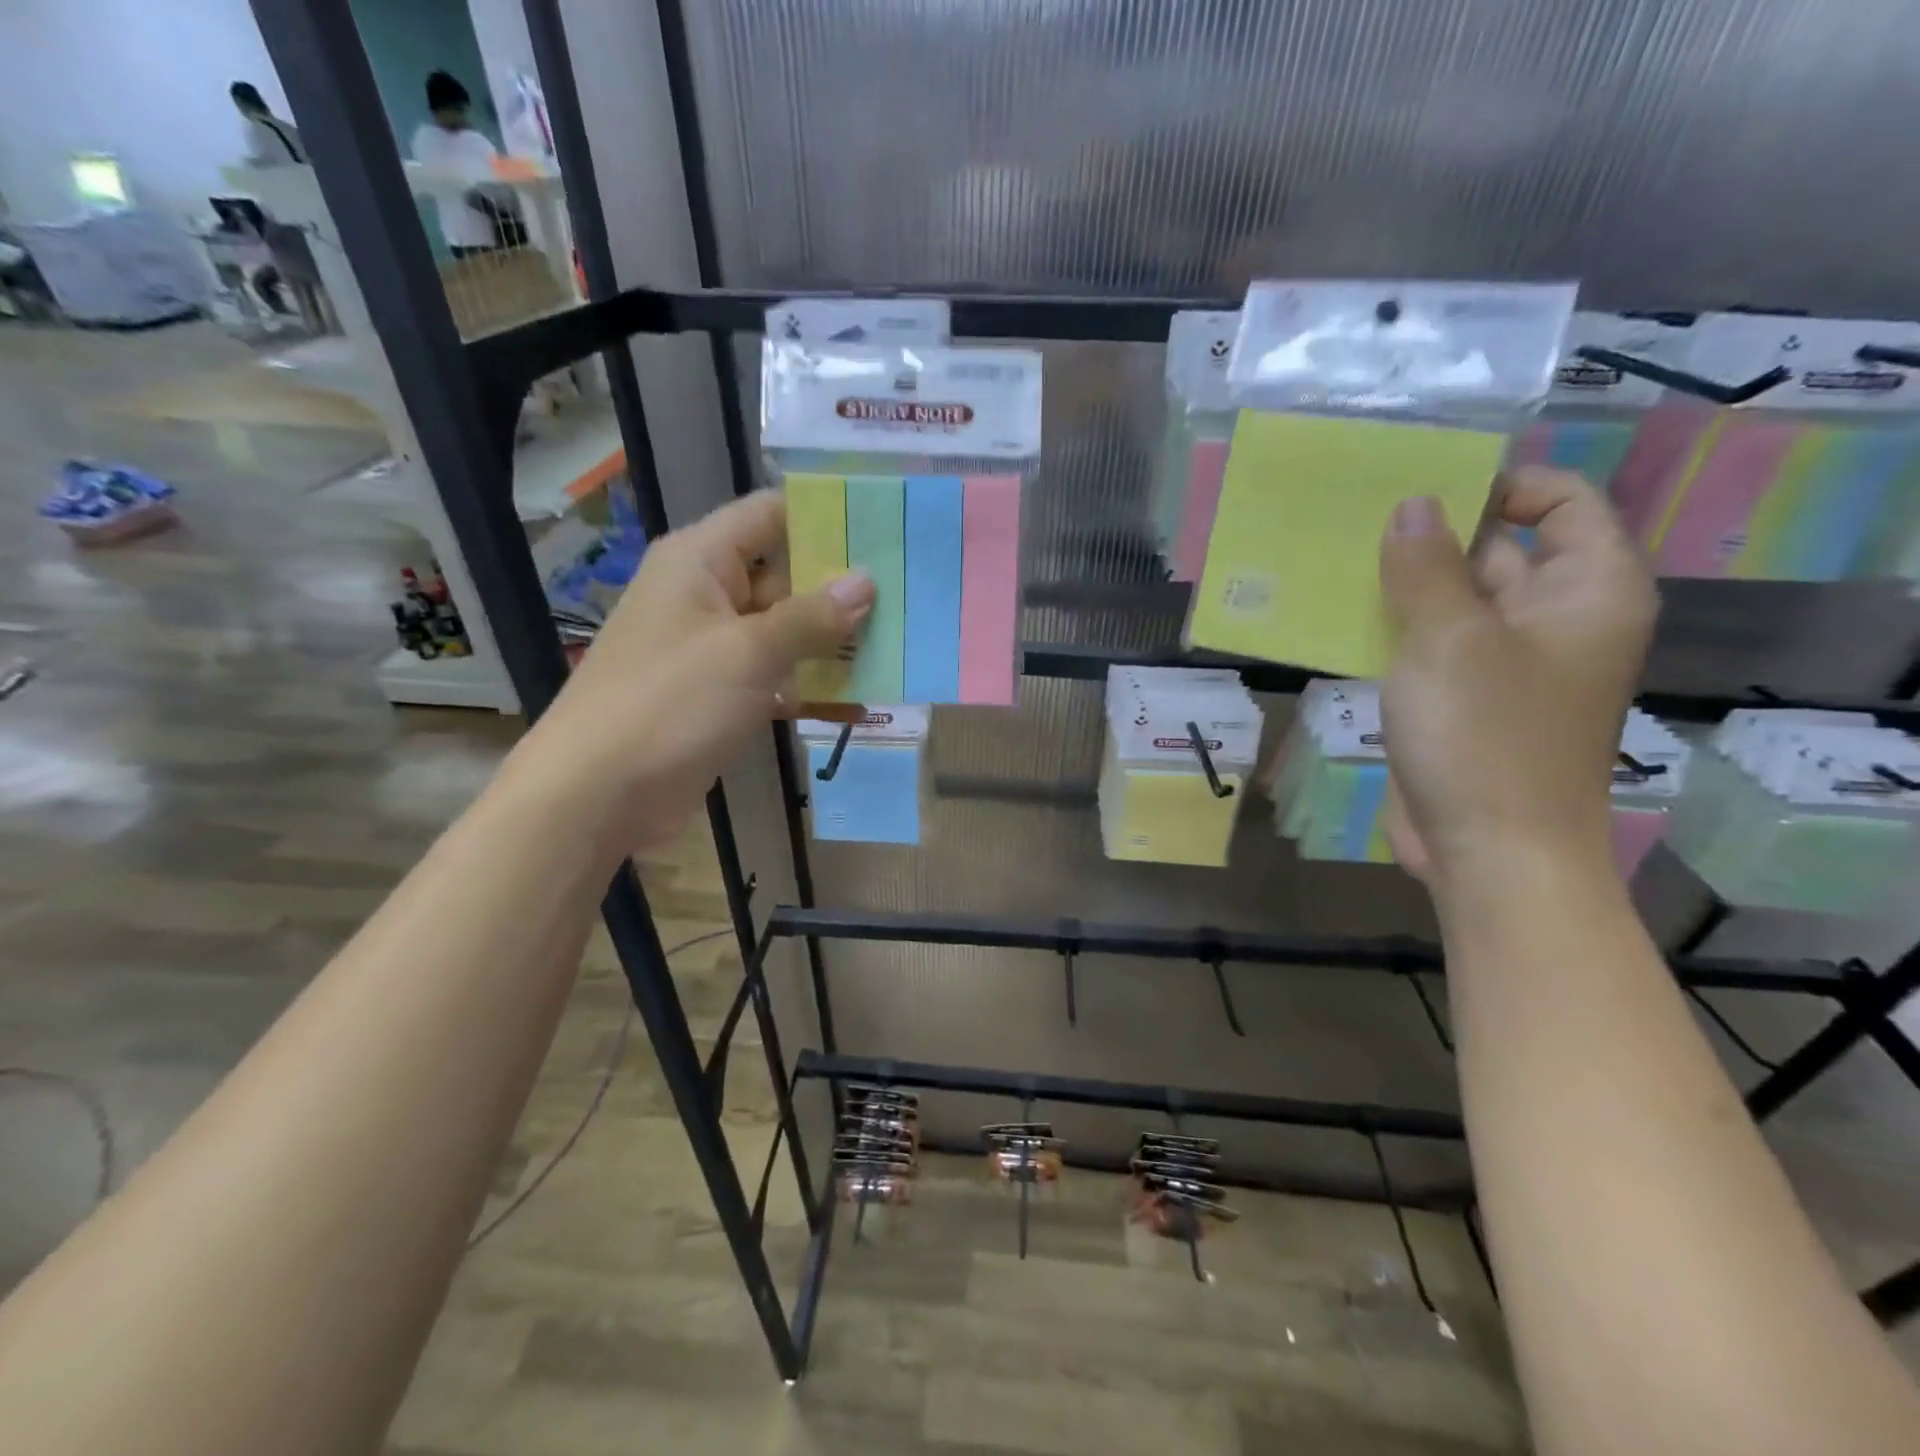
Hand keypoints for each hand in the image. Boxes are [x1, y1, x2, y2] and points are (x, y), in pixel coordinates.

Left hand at [518, 491, 873, 852]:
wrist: (598, 794)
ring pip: (785, 632)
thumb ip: (811, 617)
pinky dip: (810, 688)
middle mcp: (707, 595)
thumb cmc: (670, 704)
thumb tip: (866, 582)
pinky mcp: (720, 695)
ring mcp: (714, 649)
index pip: (771, 515)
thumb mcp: (748, 653)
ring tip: (899, 647)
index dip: (825, 517)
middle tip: (909, 596)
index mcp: (701, 561)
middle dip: (842, 589)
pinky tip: (860, 705)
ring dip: (832, 643)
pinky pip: (775, 677)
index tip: (885, 530)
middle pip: (785, 575)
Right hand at [1379, 468, 1657, 889]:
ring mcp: (1506, 664)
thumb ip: (1427, 565)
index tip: (1421, 486)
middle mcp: (1556, 619)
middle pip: (1500, 550)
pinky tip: (1339, 619)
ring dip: (1404, 585)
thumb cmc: (1484, 736)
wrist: (1489, 852)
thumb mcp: (1449, 638)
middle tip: (1356, 517)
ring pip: (1455, 602)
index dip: (1499, 485)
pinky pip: (1432, 647)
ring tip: (1335, 561)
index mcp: (1588, 590)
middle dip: (1433, 534)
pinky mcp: (1465, 701)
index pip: (1560, 503)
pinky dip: (1394, 630)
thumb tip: (1412, 505)